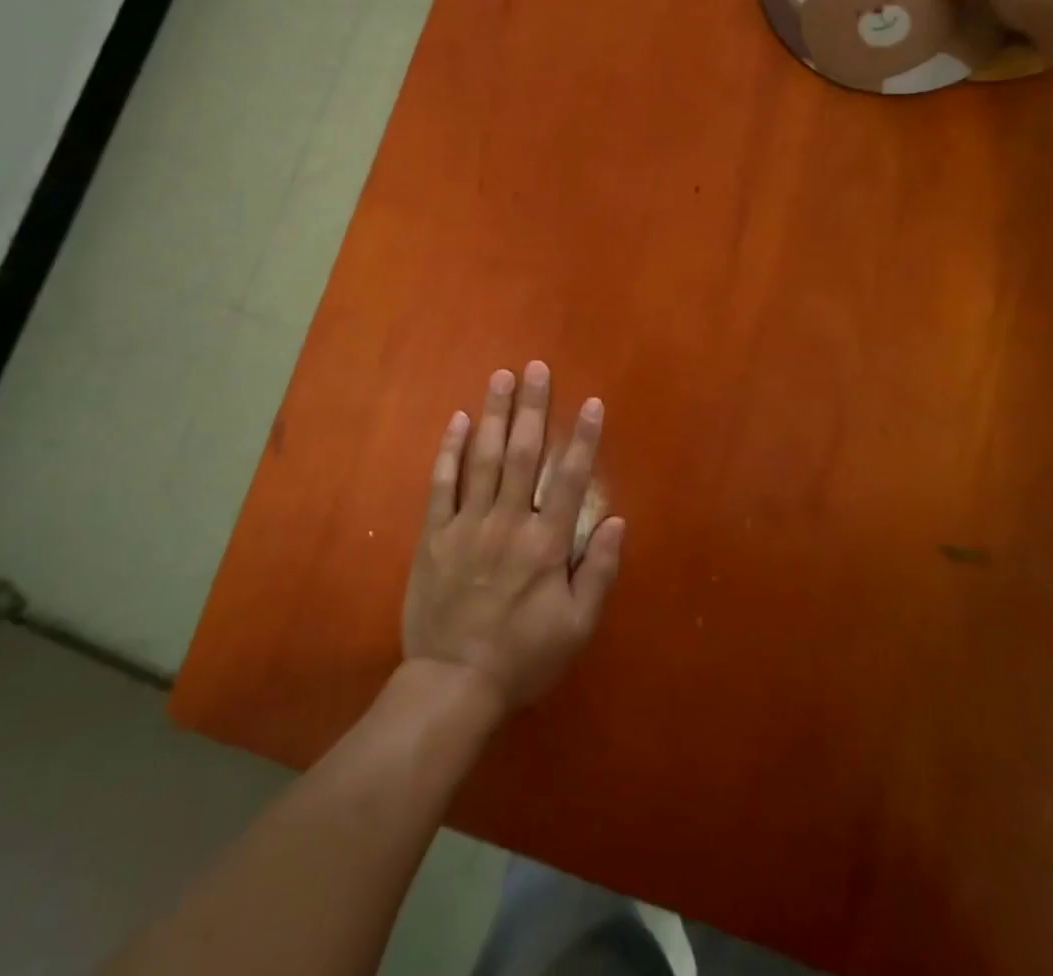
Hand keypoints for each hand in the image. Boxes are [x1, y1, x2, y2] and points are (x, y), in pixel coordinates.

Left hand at [402, 362, 625, 715]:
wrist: (452, 684)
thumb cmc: (522, 657)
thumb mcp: (576, 627)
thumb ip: (599, 572)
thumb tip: (618, 520)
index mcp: (545, 544)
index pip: (569, 479)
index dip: (582, 438)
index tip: (590, 402)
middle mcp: (507, 522)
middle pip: (522, 454)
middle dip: (532, 407)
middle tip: (536, 368)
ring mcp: (466, 525)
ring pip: (482, 459)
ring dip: (494, 414)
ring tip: (501, 377)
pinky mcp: (434, 535)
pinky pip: (442, 484)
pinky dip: (450, 450)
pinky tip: (458, 420)